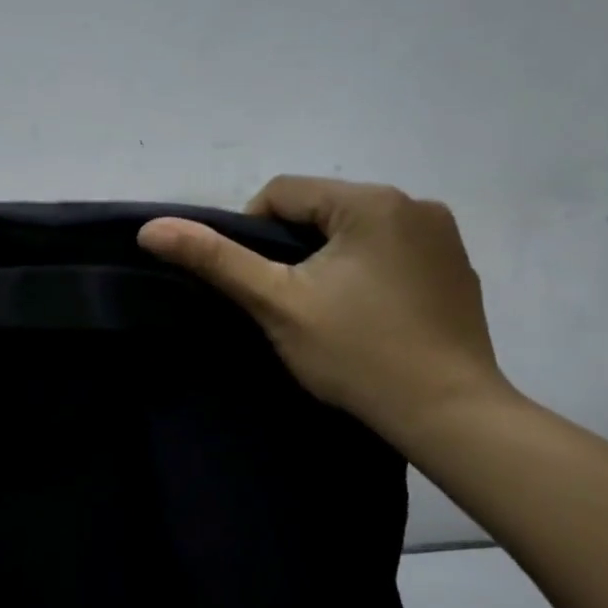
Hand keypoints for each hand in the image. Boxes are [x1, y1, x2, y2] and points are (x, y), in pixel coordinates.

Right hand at [137, 176, 506, 435]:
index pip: (283, 193)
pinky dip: (367, 269)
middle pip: (321, 209)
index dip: (252, 233)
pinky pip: (391, 249)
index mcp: (371, 201)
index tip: (257, 283)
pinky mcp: (456, 266)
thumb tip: (151, 227)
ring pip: (354, 229)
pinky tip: (368, 314)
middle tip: (286, 301)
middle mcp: (415, 203)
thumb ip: (214, 259)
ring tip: (325, 310)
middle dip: (292, 247)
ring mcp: (443, 235)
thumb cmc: (357, 354)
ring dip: (328, 257)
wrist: (449, 414)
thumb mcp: (276, 303)